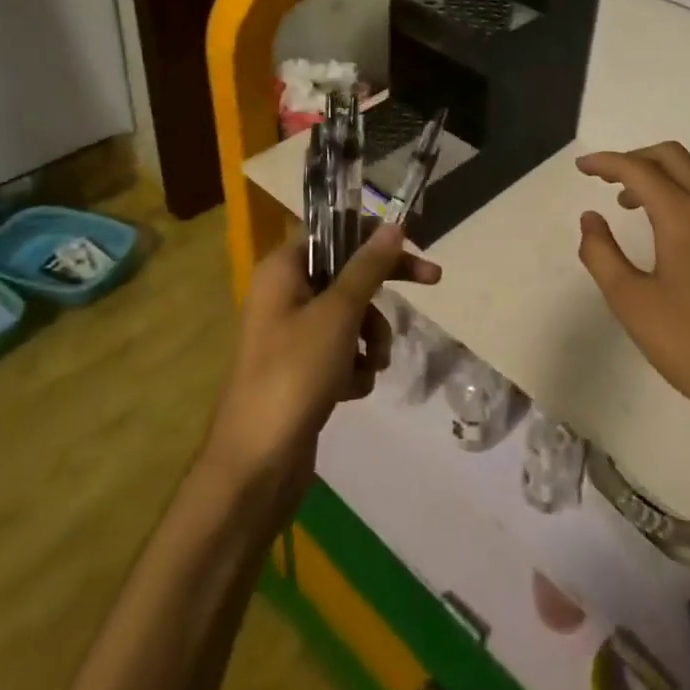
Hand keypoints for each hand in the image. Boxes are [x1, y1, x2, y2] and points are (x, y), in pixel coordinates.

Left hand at [203, 223, 440, 502]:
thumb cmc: (295, 374)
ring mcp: (292, 335)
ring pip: (350, 316)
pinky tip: (352, 389)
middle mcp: (284, 295)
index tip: (409, 241)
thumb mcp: (338, 313)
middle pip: (347, 273)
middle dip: (382, 288)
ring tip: (374, 364)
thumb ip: (368, 267)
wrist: (257, 464)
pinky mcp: (301, 371)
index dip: (371, 233)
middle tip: (432, 279)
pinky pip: (341, 352)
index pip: (332, 231)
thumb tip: (392, 225)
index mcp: (282, 270)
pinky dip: (354, 366)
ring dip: (371, 336)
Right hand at [575, 142, 689, 438]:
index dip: (606, 163)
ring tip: (633, 205)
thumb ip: (601, 253)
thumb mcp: (630, 302)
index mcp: (686, 216)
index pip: (639, 169)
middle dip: (635, 159)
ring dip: (662, 177)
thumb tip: (591, 218)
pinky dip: (687, 195)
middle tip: (606, 180)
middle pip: (672, 157)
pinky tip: (675, 230)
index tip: (582, 168)